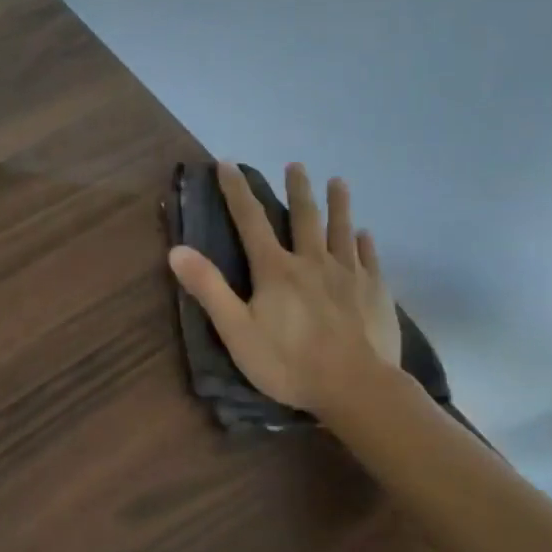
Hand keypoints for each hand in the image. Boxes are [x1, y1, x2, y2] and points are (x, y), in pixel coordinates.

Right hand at [169, 162, 400, 412]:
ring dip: (338, 204)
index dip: (237, 191)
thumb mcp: (236, 331)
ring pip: (341, 230)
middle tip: (296, 165)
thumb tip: (176, 249)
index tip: (228, 164)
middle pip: (304, 217)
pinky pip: (369, 258)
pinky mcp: (375, 292)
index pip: (251, 220)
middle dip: (297, 189)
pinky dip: (365, 242)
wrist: (356, 387)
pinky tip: (365, 233)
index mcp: (276, 270)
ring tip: (338, 181)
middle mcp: (313, 261)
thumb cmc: (289, 363)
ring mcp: (349, 275)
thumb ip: (208, 289)